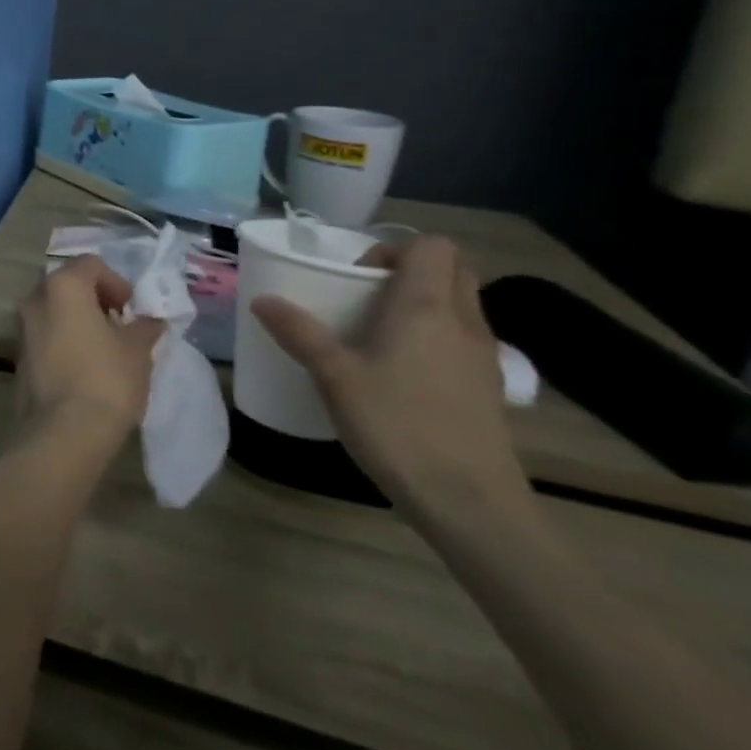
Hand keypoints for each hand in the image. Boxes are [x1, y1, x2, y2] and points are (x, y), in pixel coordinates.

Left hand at [18, 256, 163, 443]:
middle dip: (96, 300)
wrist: (64, 431)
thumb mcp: (138, 350)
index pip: (91, 264)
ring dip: (79, 321)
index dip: (117, 282)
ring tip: (107, 349)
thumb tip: (149, 320)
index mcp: (62, 286)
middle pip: (69, 285)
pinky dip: (65, 341)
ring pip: (55, 311)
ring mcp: (22, 328)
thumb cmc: (106, 379)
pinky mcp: (18, 356)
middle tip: (121, 326)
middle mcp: (35, 299)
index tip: (133, 310)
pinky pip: (46, 336)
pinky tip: (87, 368)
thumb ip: (144, 327)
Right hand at [249, 236, 529, 528]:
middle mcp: (463, 321)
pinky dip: (436, 337)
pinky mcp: (488, 387)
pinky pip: (463, 339)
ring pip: (460, 304)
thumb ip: (299, 333)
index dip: (394, 249)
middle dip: (410, 271)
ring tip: (377, 335)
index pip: (432, 246)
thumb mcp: (334, 377)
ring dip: (424, 304)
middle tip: (366, 297)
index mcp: (426, 307)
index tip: (358, 278)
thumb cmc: (397, 426)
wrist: (470, 502)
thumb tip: (262, 300)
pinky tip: (402, 372)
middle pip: (453, 270)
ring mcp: (483, 356)